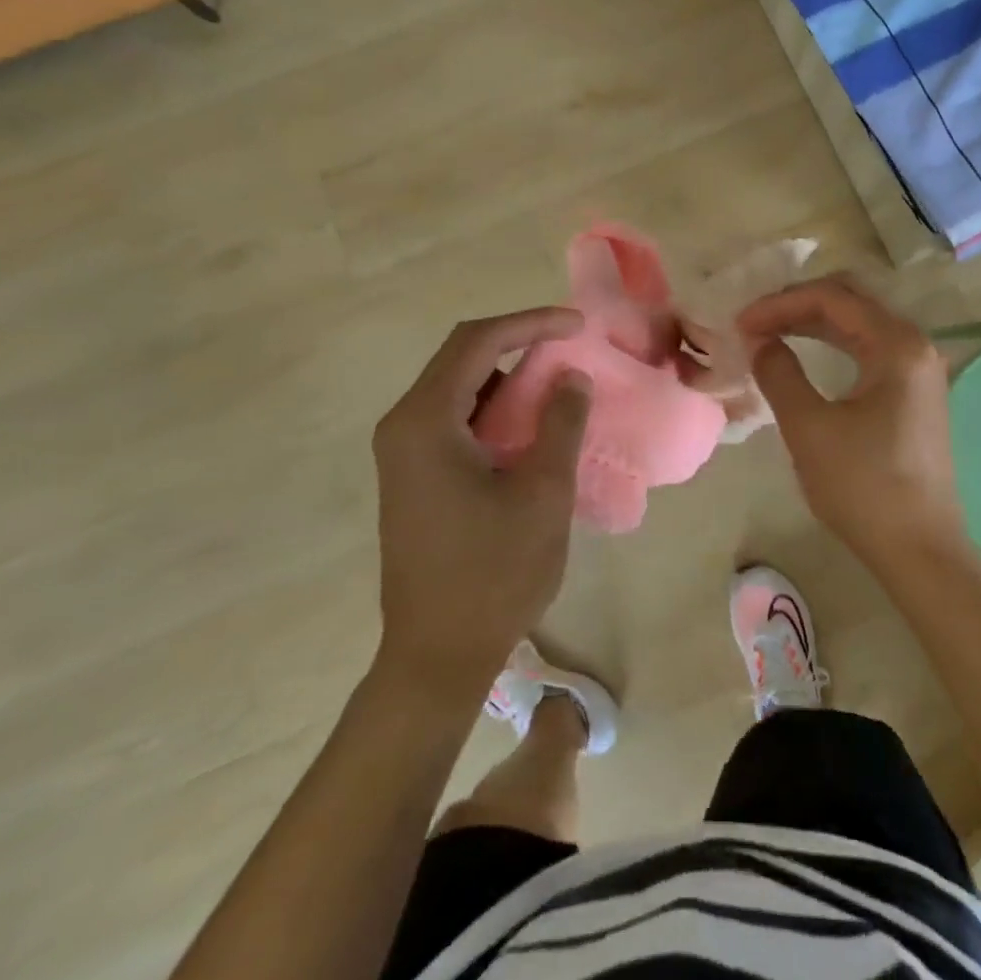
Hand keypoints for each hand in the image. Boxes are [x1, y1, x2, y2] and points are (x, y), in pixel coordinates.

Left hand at [369, 308, 590, 699]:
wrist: (437, 656)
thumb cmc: (493, 574)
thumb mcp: (542, 493)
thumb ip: (560, 423)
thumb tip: (570, 376)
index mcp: (425, 422)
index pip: (477, 342)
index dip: (530, 323)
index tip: (578, 325)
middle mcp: (403, 426)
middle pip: (461, 357)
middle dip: (519, 343)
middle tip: (571, 347)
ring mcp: (403, 452)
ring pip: (458, 387)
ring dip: (507, 376)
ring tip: (557, 384)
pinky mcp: (413, 475)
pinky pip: (454, 418)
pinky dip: (494, 409)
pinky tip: (529, 426)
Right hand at [738, 275, 970, 572]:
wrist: (919, 550)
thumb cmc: (863, 487)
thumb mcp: (809, 428)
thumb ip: (779, 373)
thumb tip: (760, 341)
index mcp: (897, 345)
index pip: (832, 298)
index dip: (780, 304)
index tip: (740, 324)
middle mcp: (915, 344)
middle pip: (850, 301)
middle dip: (796, 305)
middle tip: (752, 323)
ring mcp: (918, 368)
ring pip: (859, 323)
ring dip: (812, 322)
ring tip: (768, 334)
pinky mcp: (913, 391)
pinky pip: (868, 348)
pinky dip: (832, 344)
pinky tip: (803, 354)